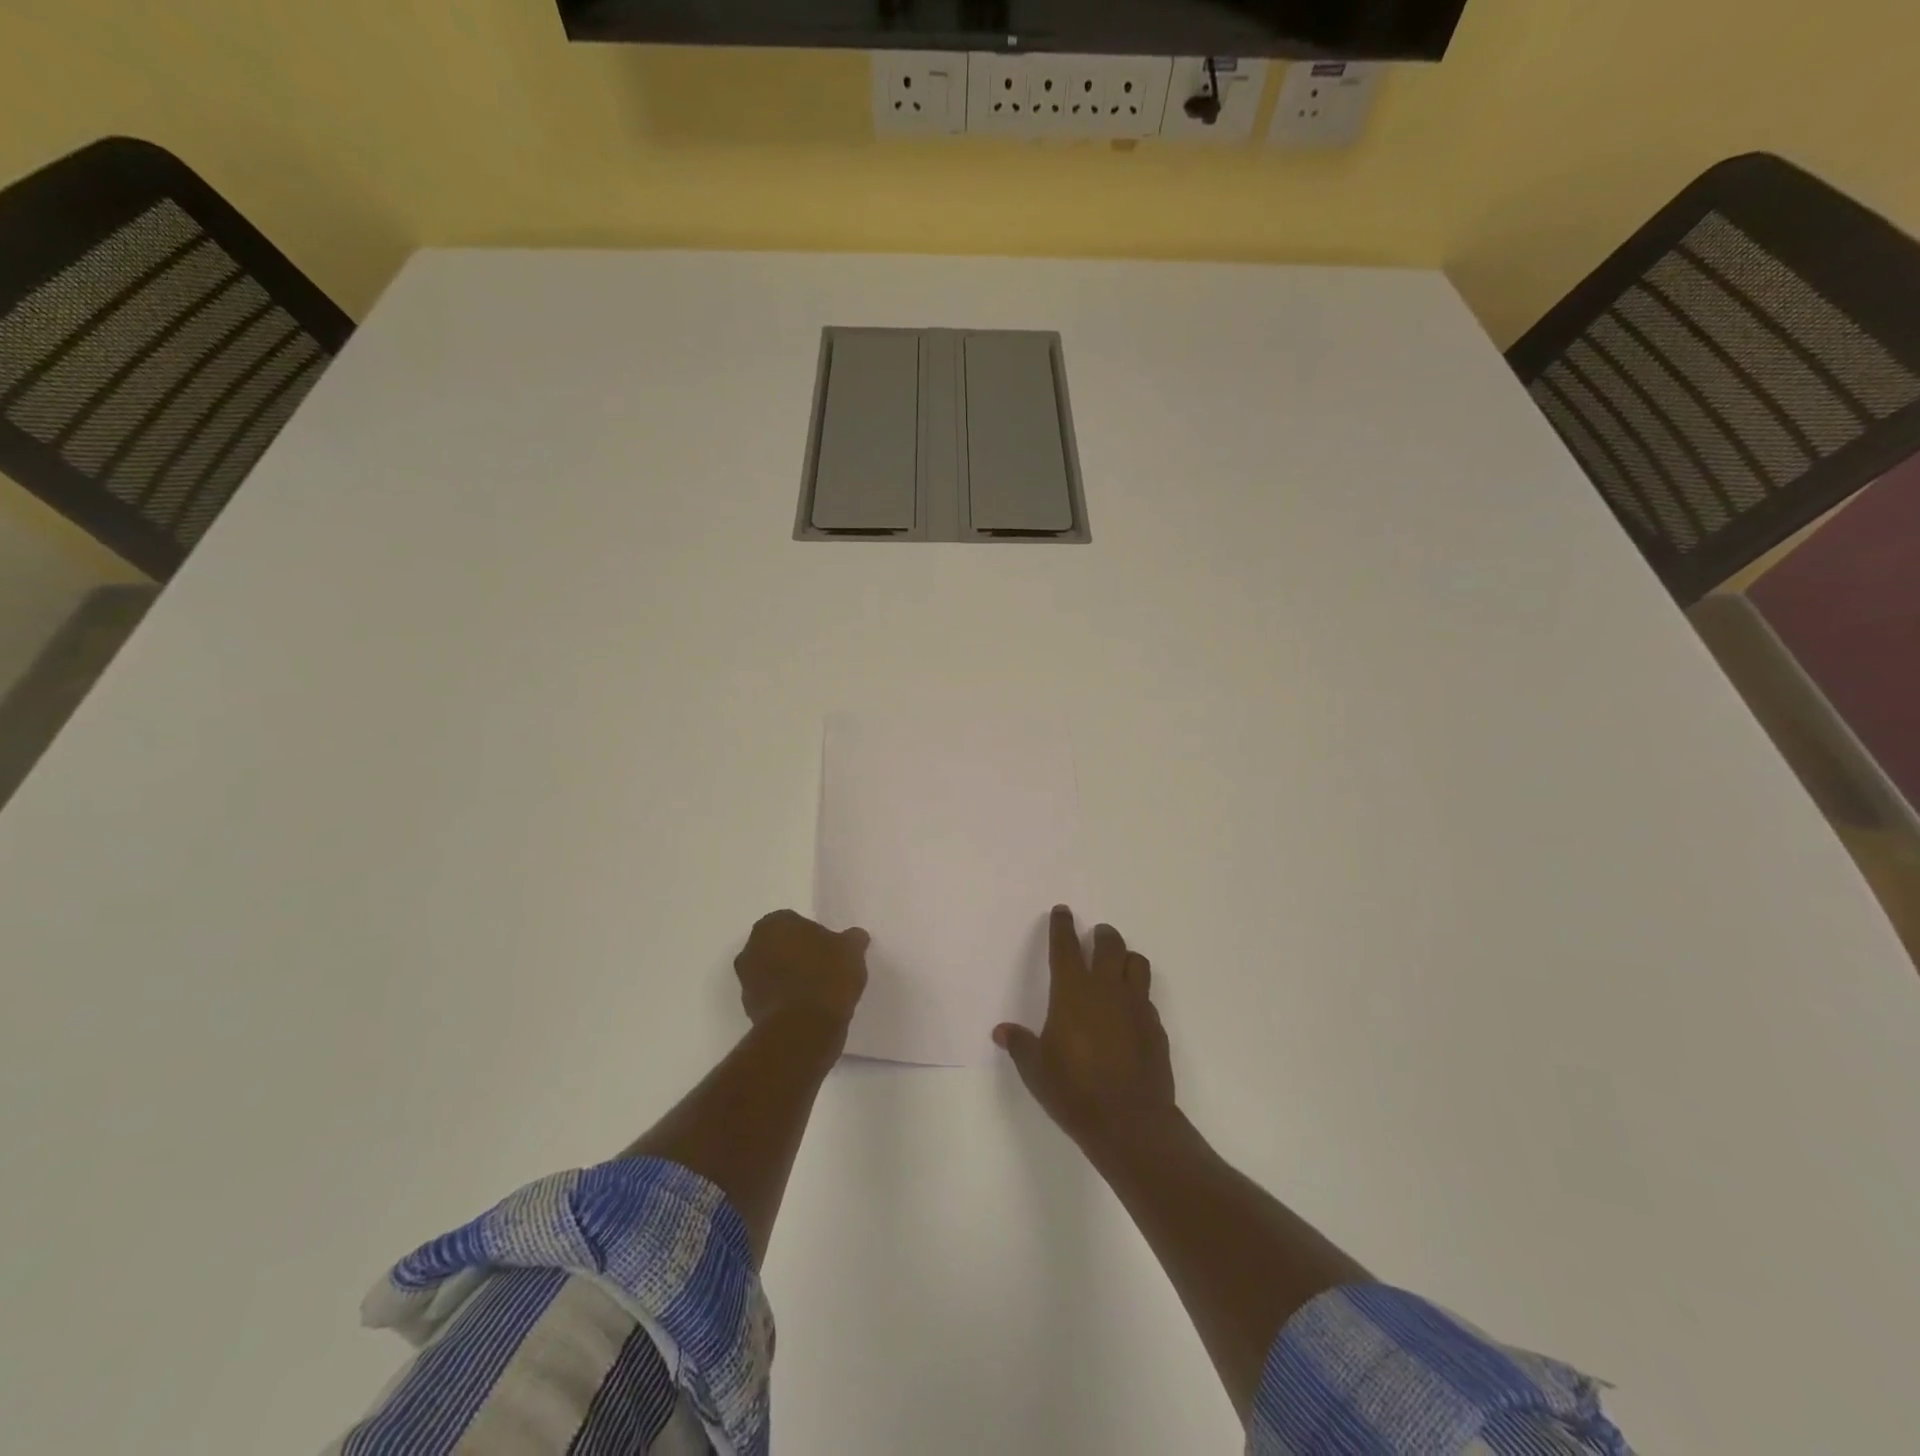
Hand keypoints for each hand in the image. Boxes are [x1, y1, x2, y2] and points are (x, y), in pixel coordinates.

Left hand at [736, 909, 869, 1029]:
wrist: (804, 1029)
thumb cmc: (826, 976)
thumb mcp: (852, 950)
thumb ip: (852, 938)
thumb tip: (855, 936)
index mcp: (773, 924)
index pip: (793, 921)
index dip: (812, 934)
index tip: (829, 948)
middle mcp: (752, 948)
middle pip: (778, 946)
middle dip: (795, 954)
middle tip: (823, 966)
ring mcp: (746, 980)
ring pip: (772, 972)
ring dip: (788, 978)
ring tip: (818, 991)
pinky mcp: (749, 1010)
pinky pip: (772, 997)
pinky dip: (785, 1000)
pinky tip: (807, 1009)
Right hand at [994, 906, 1174, 1148]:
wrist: (1130, 1122)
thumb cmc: (1074, 1091)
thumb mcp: (1036, 1070)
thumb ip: (1020, 1045)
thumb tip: (1001, 1031)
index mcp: (1073, 992)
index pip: (1066, 947)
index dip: (1062, 926)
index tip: (1062, 911)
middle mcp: (1106, 990)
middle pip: (1109, 945)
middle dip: (1102, 935)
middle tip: (1096, 935)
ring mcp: (1135, 1006)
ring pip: (1137, 963)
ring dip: (1126, 957)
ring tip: (1118, 964)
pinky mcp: (1155, 1027)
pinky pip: (1147, 997)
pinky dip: (1137, 994)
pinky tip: (1129, 1010)